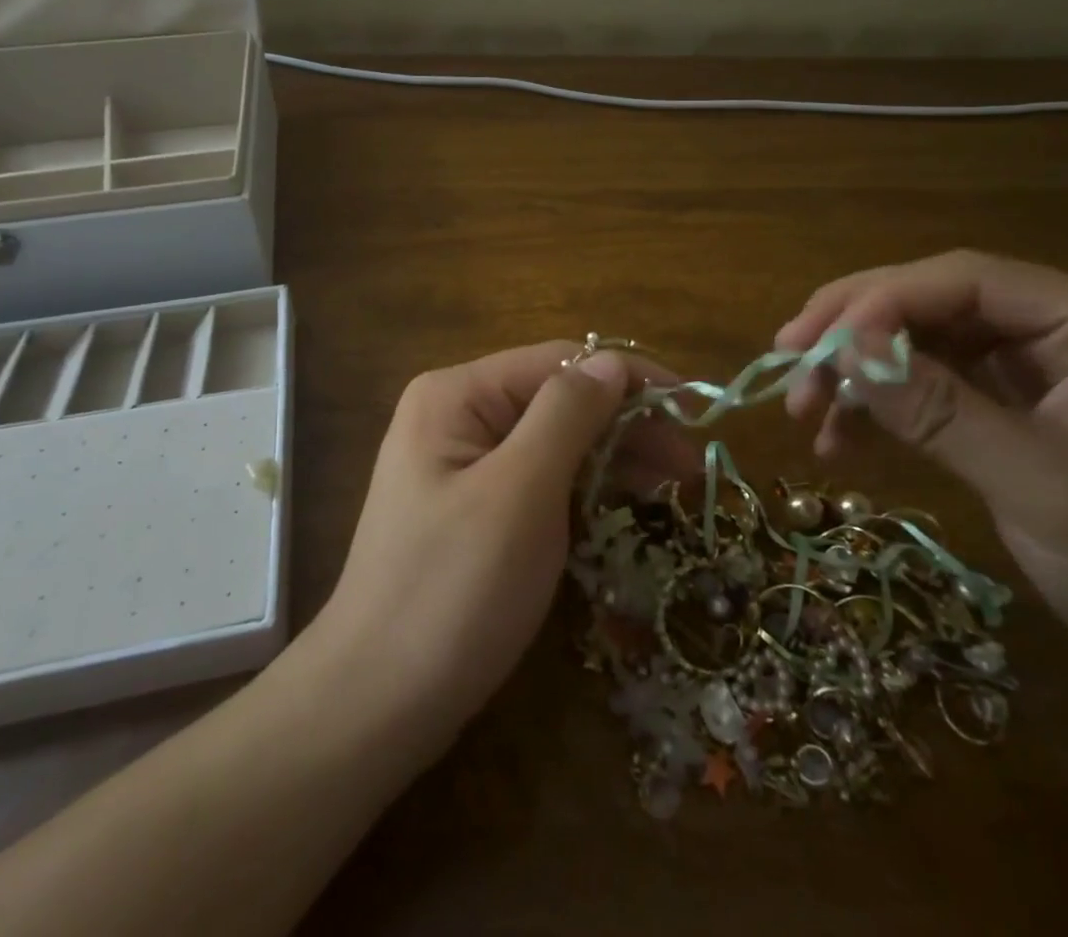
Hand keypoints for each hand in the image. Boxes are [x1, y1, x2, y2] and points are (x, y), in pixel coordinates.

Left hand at [311, 342, 684, 757]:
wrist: (374, 706)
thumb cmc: (453, 590)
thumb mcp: (520, 492)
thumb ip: (567, 414)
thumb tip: (611, 363)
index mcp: (458, 395)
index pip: (560, 361)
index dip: (629, 378)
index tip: (693, 408)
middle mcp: (457, 416)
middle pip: (558, 400)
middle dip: (626, 424)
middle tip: (691, 465)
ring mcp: (461, 465)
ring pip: (553, 442)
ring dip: (613, 457)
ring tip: (674, 486)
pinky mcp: (472, 510)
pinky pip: (538, 481)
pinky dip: (583, 488)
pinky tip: (622, 505)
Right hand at [774, 252, 1067, 767]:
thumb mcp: (1043, 487)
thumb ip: (940, 411)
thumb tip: (845, 351)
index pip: (963, 281)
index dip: (880, 302)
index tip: (814, 346)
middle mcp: (1058, 331)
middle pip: (930, 303)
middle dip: (854, 333)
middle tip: (787, 364)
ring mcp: (1033, 373)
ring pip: (919, 345)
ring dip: (857, 374)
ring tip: (805, 415)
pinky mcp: (1011, 414)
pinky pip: (929, 391)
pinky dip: (881, 411)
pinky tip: (840, 444)